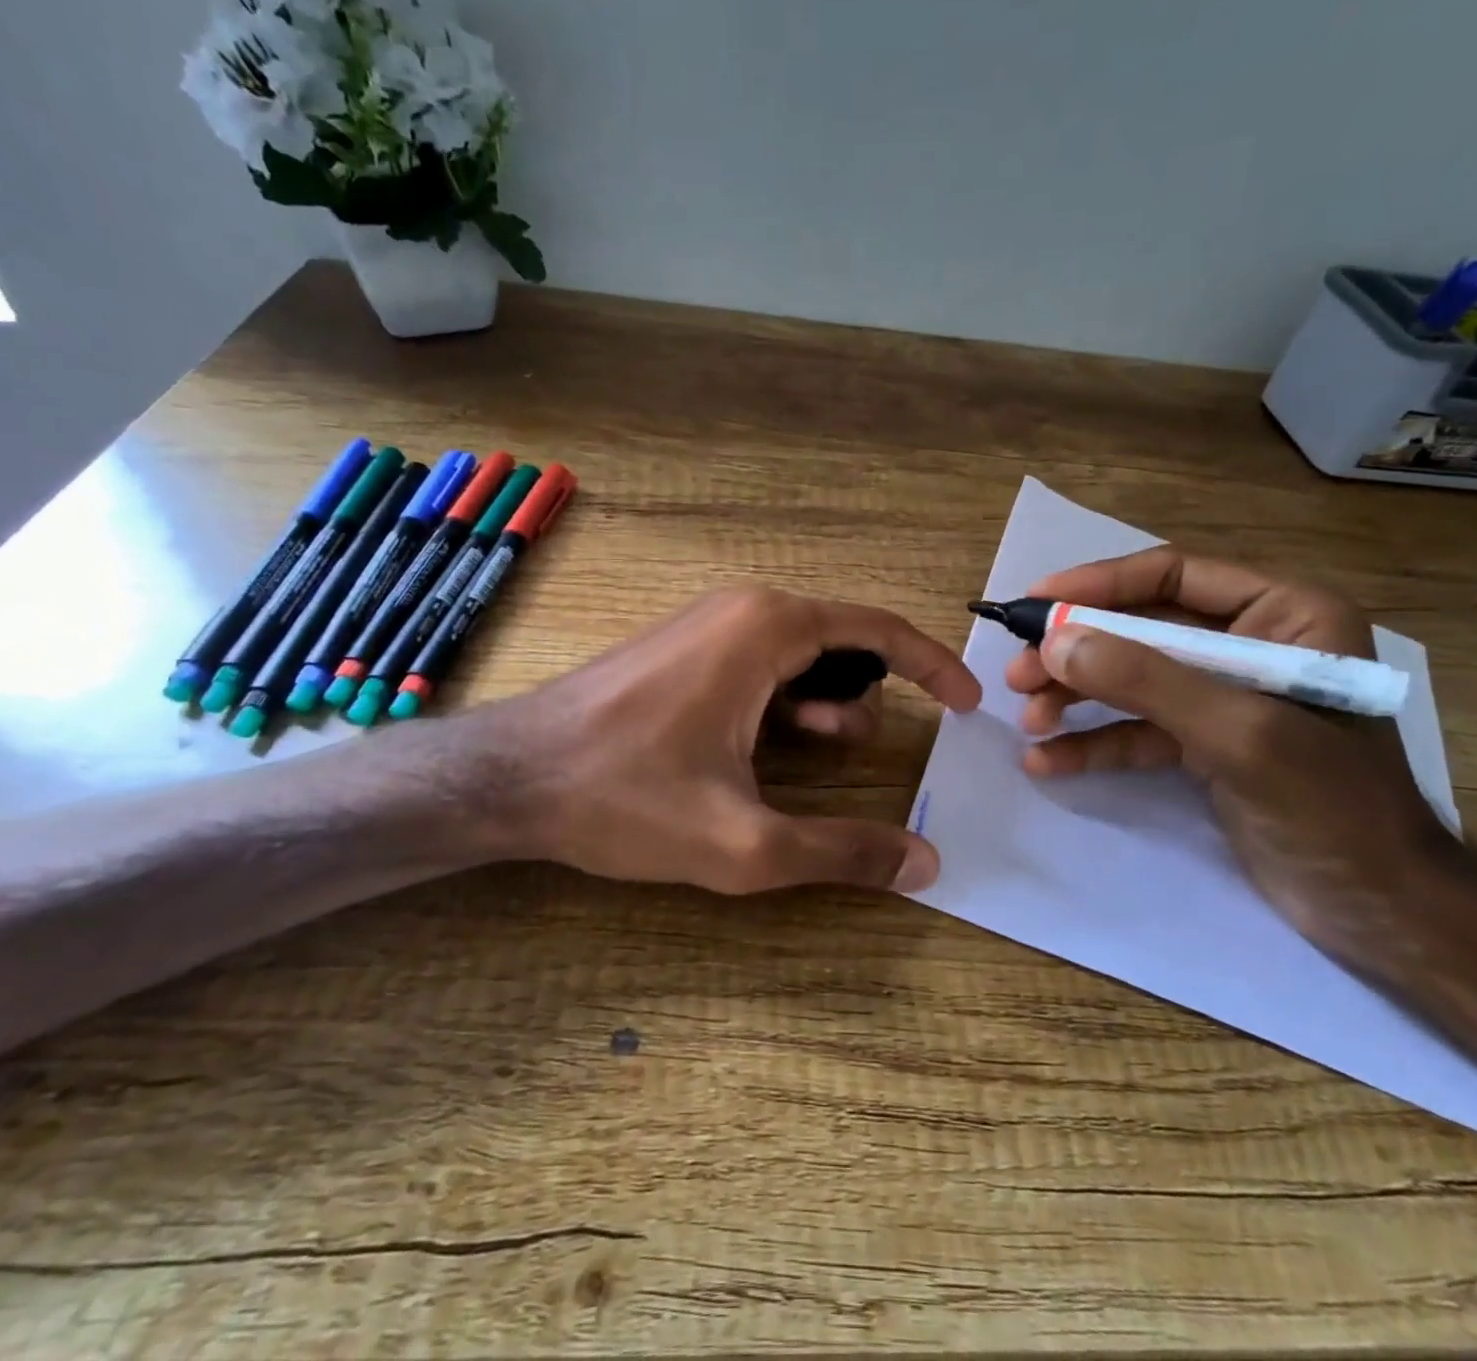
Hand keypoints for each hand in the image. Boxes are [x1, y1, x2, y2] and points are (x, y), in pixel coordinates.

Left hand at [492, 587, 979, 895]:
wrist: (508, 776)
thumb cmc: (624, 797)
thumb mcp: (743, 842)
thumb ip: (841, 852)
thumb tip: (926, 865)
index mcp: (768, 628)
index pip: (878, 630)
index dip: (933, 665)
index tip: (968, 702)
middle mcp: (742, 609)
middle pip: (842, 642)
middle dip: (871, 694)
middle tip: (877, 750)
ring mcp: (707, 625)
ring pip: (800, 656)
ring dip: (827, 703)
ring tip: (825, 754)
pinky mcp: (683, 649)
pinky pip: (760, 664)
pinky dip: (787, 701)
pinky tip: (772, 747)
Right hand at [1004, 548, 1458, 953]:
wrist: (1382, 912)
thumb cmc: (1331, 806)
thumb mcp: (1237, 733)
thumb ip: (1146, 680)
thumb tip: (1054, 641)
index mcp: (1284, 613)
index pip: (1173, 576)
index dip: (1098, 584)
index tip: (1034, 603)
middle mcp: (1252, 644)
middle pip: (1142, 629)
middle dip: (1078, 652)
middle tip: (1018, 674)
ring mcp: (1224, 697)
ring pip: (1132, 679)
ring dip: (1077, 698)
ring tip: (1029, 720)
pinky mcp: (1205, 744)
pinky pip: (1138, 730)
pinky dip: (1095, 744)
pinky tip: (1049, 762)